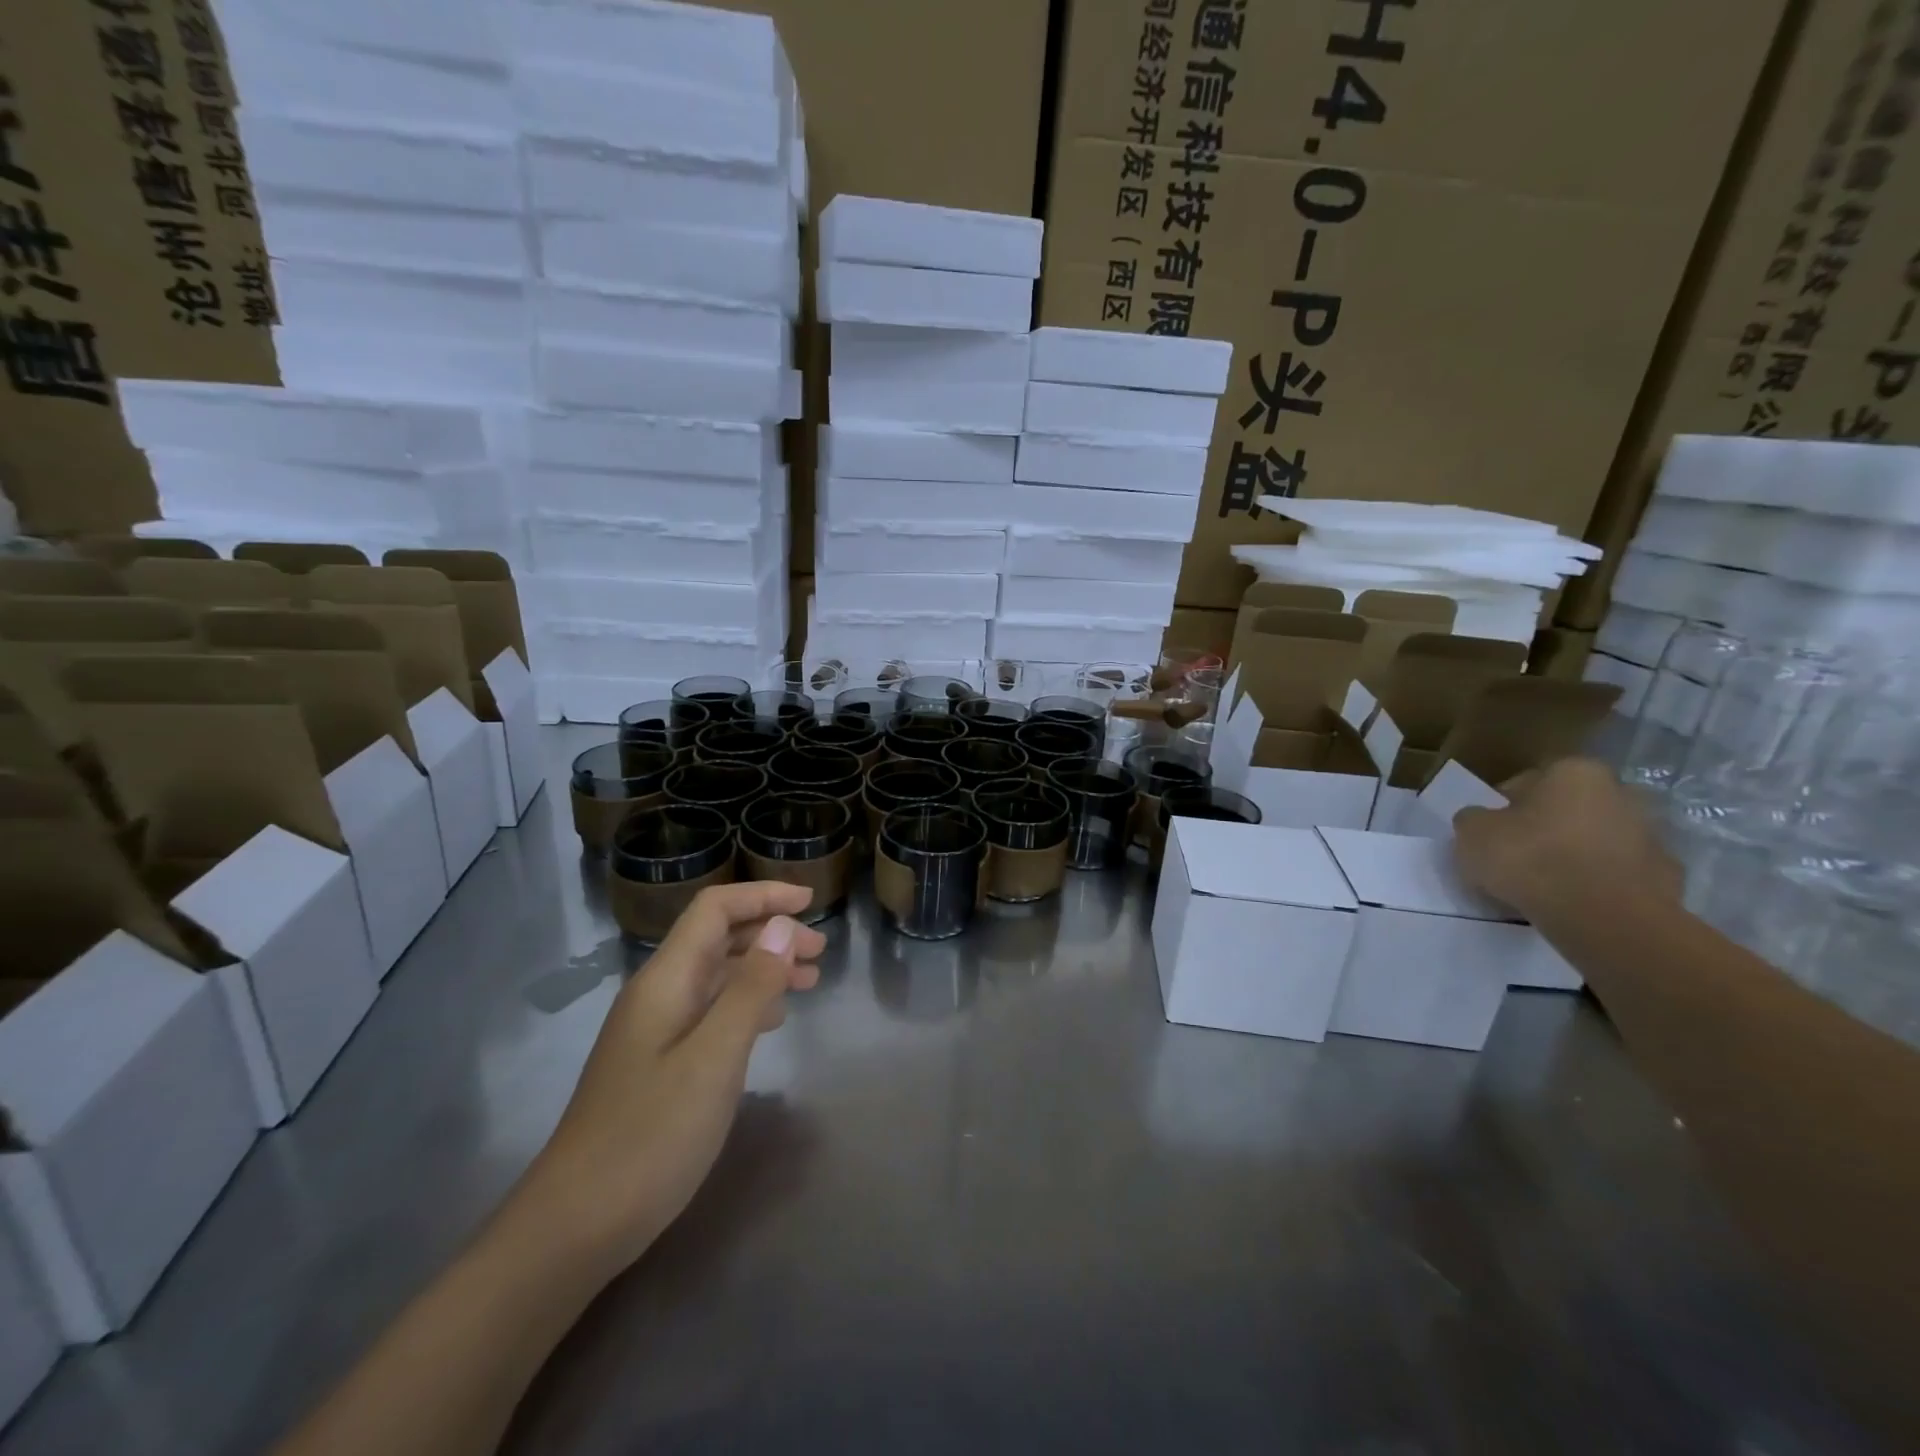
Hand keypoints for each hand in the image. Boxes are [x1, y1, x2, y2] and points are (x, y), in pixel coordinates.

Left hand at [516, 883, 824, 1274]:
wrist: (576, 1225)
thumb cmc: (651, 1136)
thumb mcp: (714, 1058)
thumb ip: (750, 988)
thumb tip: (782, 926)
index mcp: (666, 980)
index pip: (714, 910)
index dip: (762, 896)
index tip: (811, 901)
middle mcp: (658, 994)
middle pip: (717, 938)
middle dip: (771, 933)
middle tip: (820, 952)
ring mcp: (655, 1031)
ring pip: (717, 976)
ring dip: (764, 968)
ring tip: (809, 981)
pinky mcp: (659, 1064)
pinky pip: (711, 1011)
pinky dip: (748, 1003)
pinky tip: (772, 1021)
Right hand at [1452, 758, 1681, 921]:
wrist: (1605, 917)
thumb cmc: (1531, 859)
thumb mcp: (1472, 833)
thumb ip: (1474, 819)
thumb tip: (1482, 820)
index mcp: (1574, 771)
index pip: (1525, 783)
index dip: (1501, 808)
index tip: (1488, 833)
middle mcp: (1621, 792)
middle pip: (1567, 809)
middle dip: (1545, 827)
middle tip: (1516, 856)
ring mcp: (1651, 835)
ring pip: (1596, 840)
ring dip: (1574, 855)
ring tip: (1544, 886)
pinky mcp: (1667, 877)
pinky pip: (1618, 874)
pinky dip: (1599, 884)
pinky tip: (1574, 903)